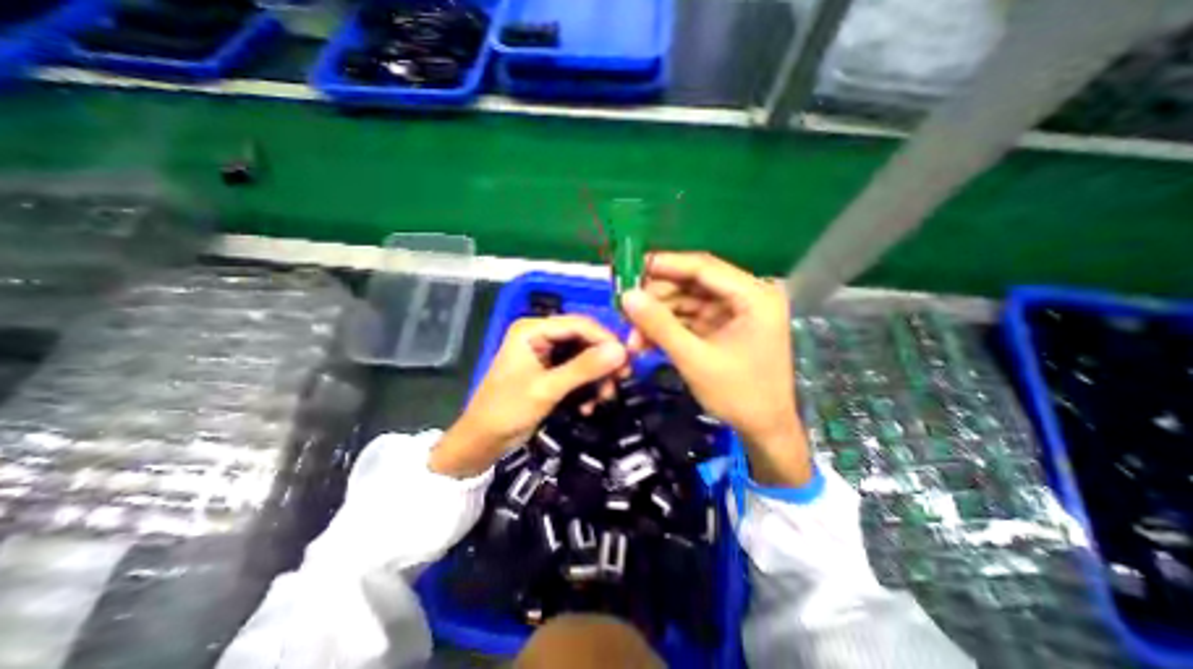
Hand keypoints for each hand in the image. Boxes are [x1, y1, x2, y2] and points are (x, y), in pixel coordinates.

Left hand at [433, 316, 626, 478]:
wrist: (483, 441)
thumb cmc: (507, 410)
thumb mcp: (547, 389)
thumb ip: (584, 368)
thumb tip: (621, 352)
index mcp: (532, 329)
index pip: (579, 324)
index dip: (606, 339)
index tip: (627, 360)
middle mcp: (541, 335)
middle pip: (584, 339)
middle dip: (603, 362)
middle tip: (621, 381)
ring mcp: (546, 353)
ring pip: (584, 356)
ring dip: (597, 378)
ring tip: (604, 399)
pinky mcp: (550, 370)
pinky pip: (577, 371)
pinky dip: (587, 387)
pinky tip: (588, 406)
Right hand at [626, 250, 809, 485]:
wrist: (764, 430)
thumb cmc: (739, 395)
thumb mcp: (695, 359)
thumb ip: (660, 325)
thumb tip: (626, 296)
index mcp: (753, 296)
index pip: (703, 267)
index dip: (664, 264)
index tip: (630, 267)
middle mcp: (746, 296)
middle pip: (692, 283)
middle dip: (657, 298)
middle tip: (624, 308)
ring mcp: (734, 312)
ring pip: (687, 302)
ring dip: (658, 317)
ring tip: (631, 334)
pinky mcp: (723, 327)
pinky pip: (690, 319)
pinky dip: (668, 328)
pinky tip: (644, 340)